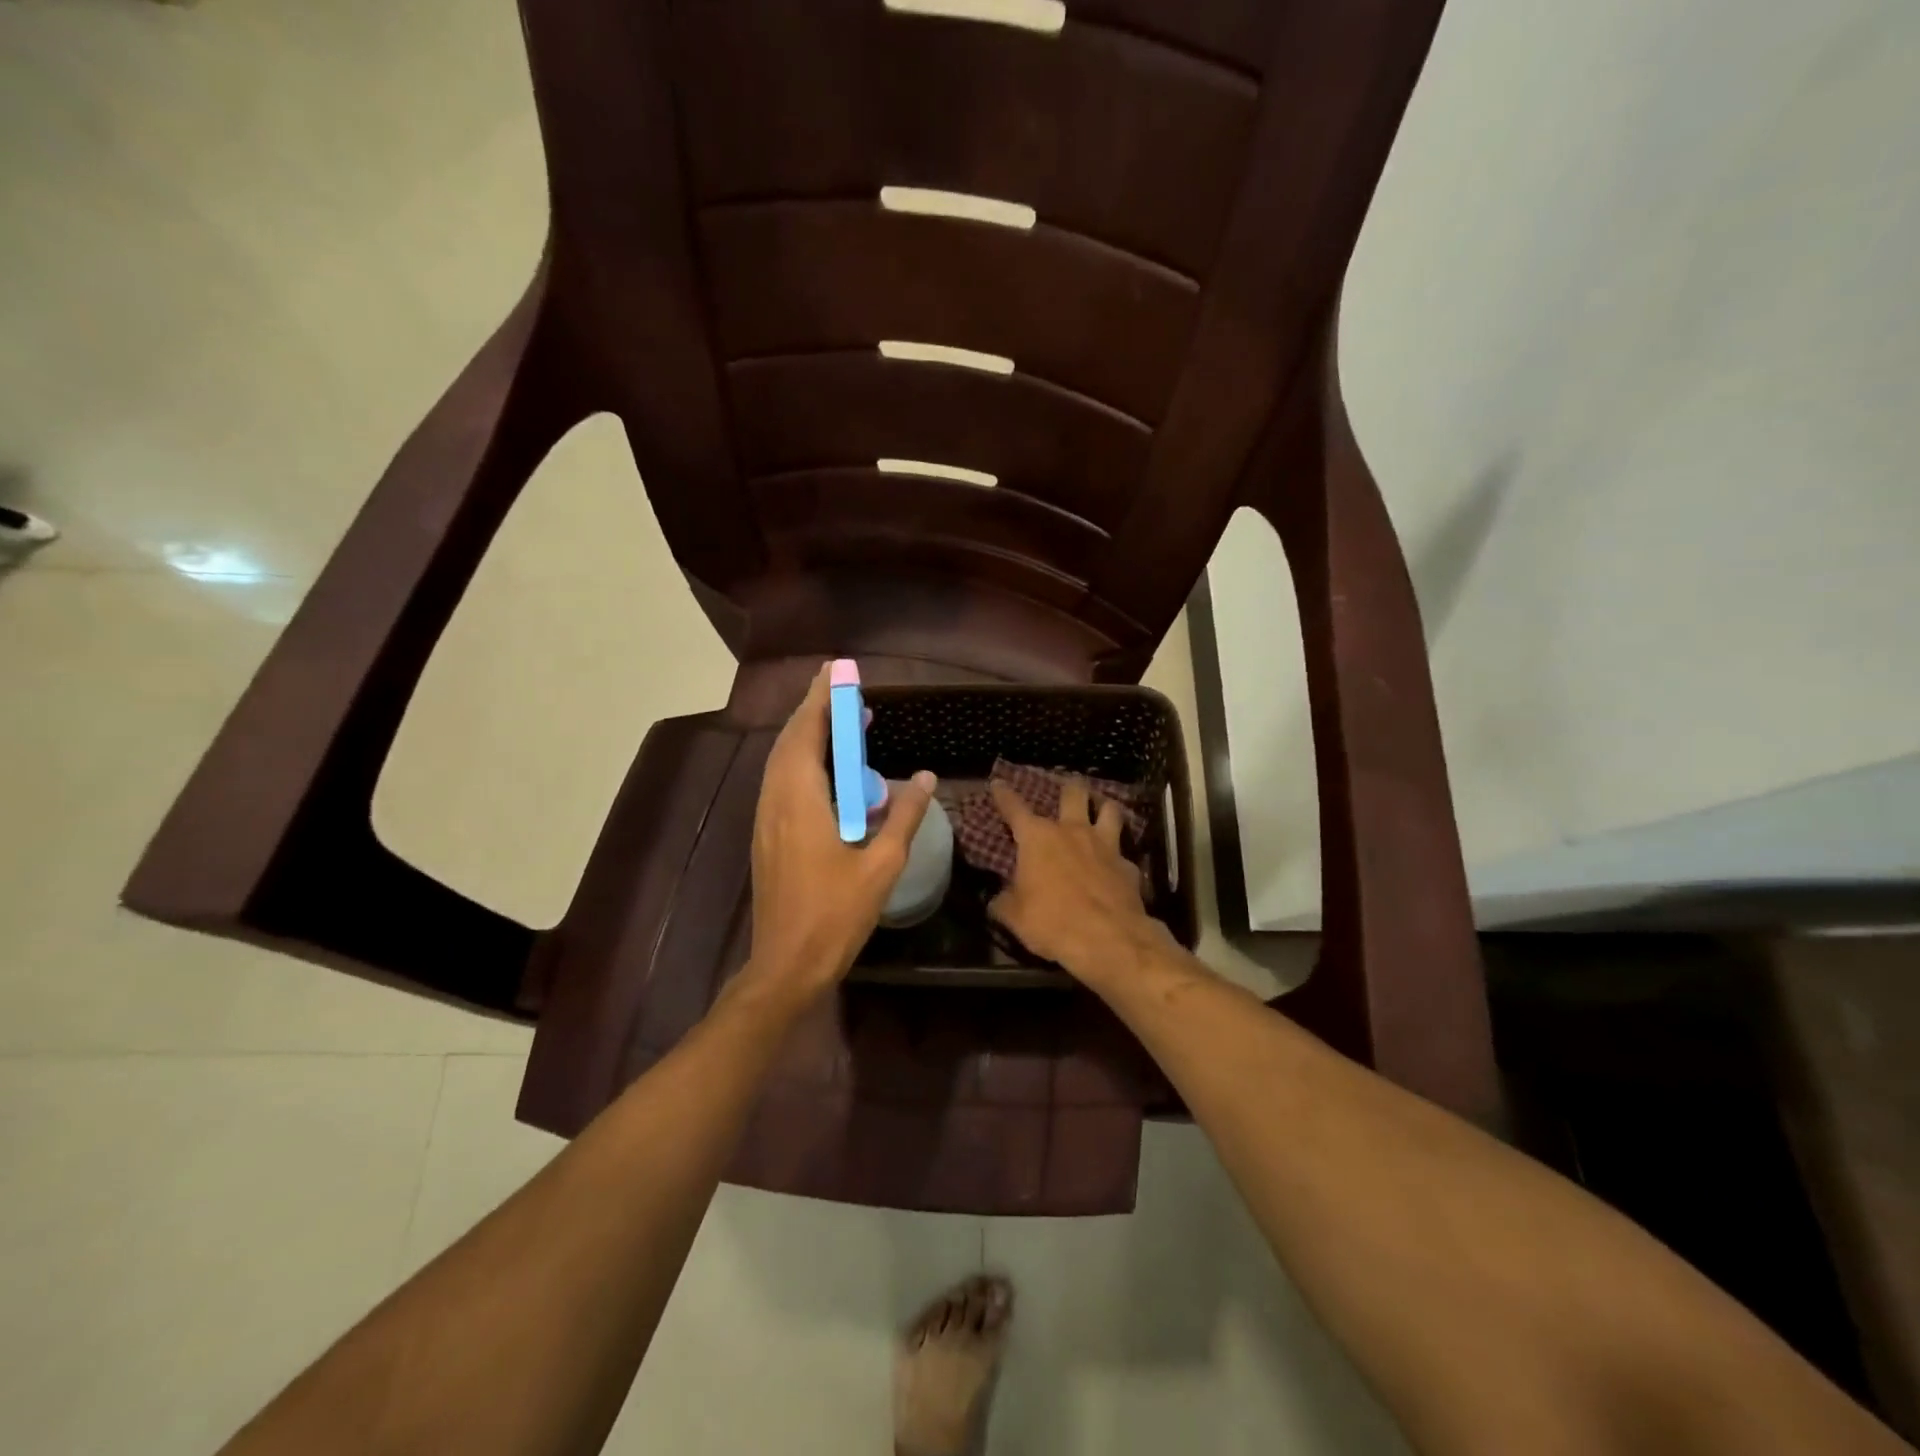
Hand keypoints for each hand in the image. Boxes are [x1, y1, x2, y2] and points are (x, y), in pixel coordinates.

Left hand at [736, 664, 935, 1010]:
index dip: (821, 700)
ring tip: (841, 724)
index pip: (807, 734)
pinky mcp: (767, 836)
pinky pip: (783, 783)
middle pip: (790, 741)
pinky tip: (828, 773)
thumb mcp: (881, 865)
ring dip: (809, 737)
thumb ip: (904, 817)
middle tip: (843, 690)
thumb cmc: (835, 916)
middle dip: (815, 711)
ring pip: (783, 762)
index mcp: (800, 801)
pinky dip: (804, 763)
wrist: (786, 965)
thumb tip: (923, 777)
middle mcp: (776, 801)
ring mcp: (766, 819)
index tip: (836, 671)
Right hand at [986, 777, 1171, 979]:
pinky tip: (1116, 864)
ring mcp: (1105, 845)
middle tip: (1068, 785)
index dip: (1004, 794)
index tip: (998, 782)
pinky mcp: (1129, 866)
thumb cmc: (1052, 922)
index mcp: (1038, 838)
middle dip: (1069, 786)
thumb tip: (997, 899)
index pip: (1014, 807)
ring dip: (1104, 807)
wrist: (1109, 939)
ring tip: (1101, 809)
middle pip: (1073, 793)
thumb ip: (1004, 901)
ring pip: (1109, 810)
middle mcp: (1072, 831)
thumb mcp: (1014, 916)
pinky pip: (1124, 852)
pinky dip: (1119, 855)